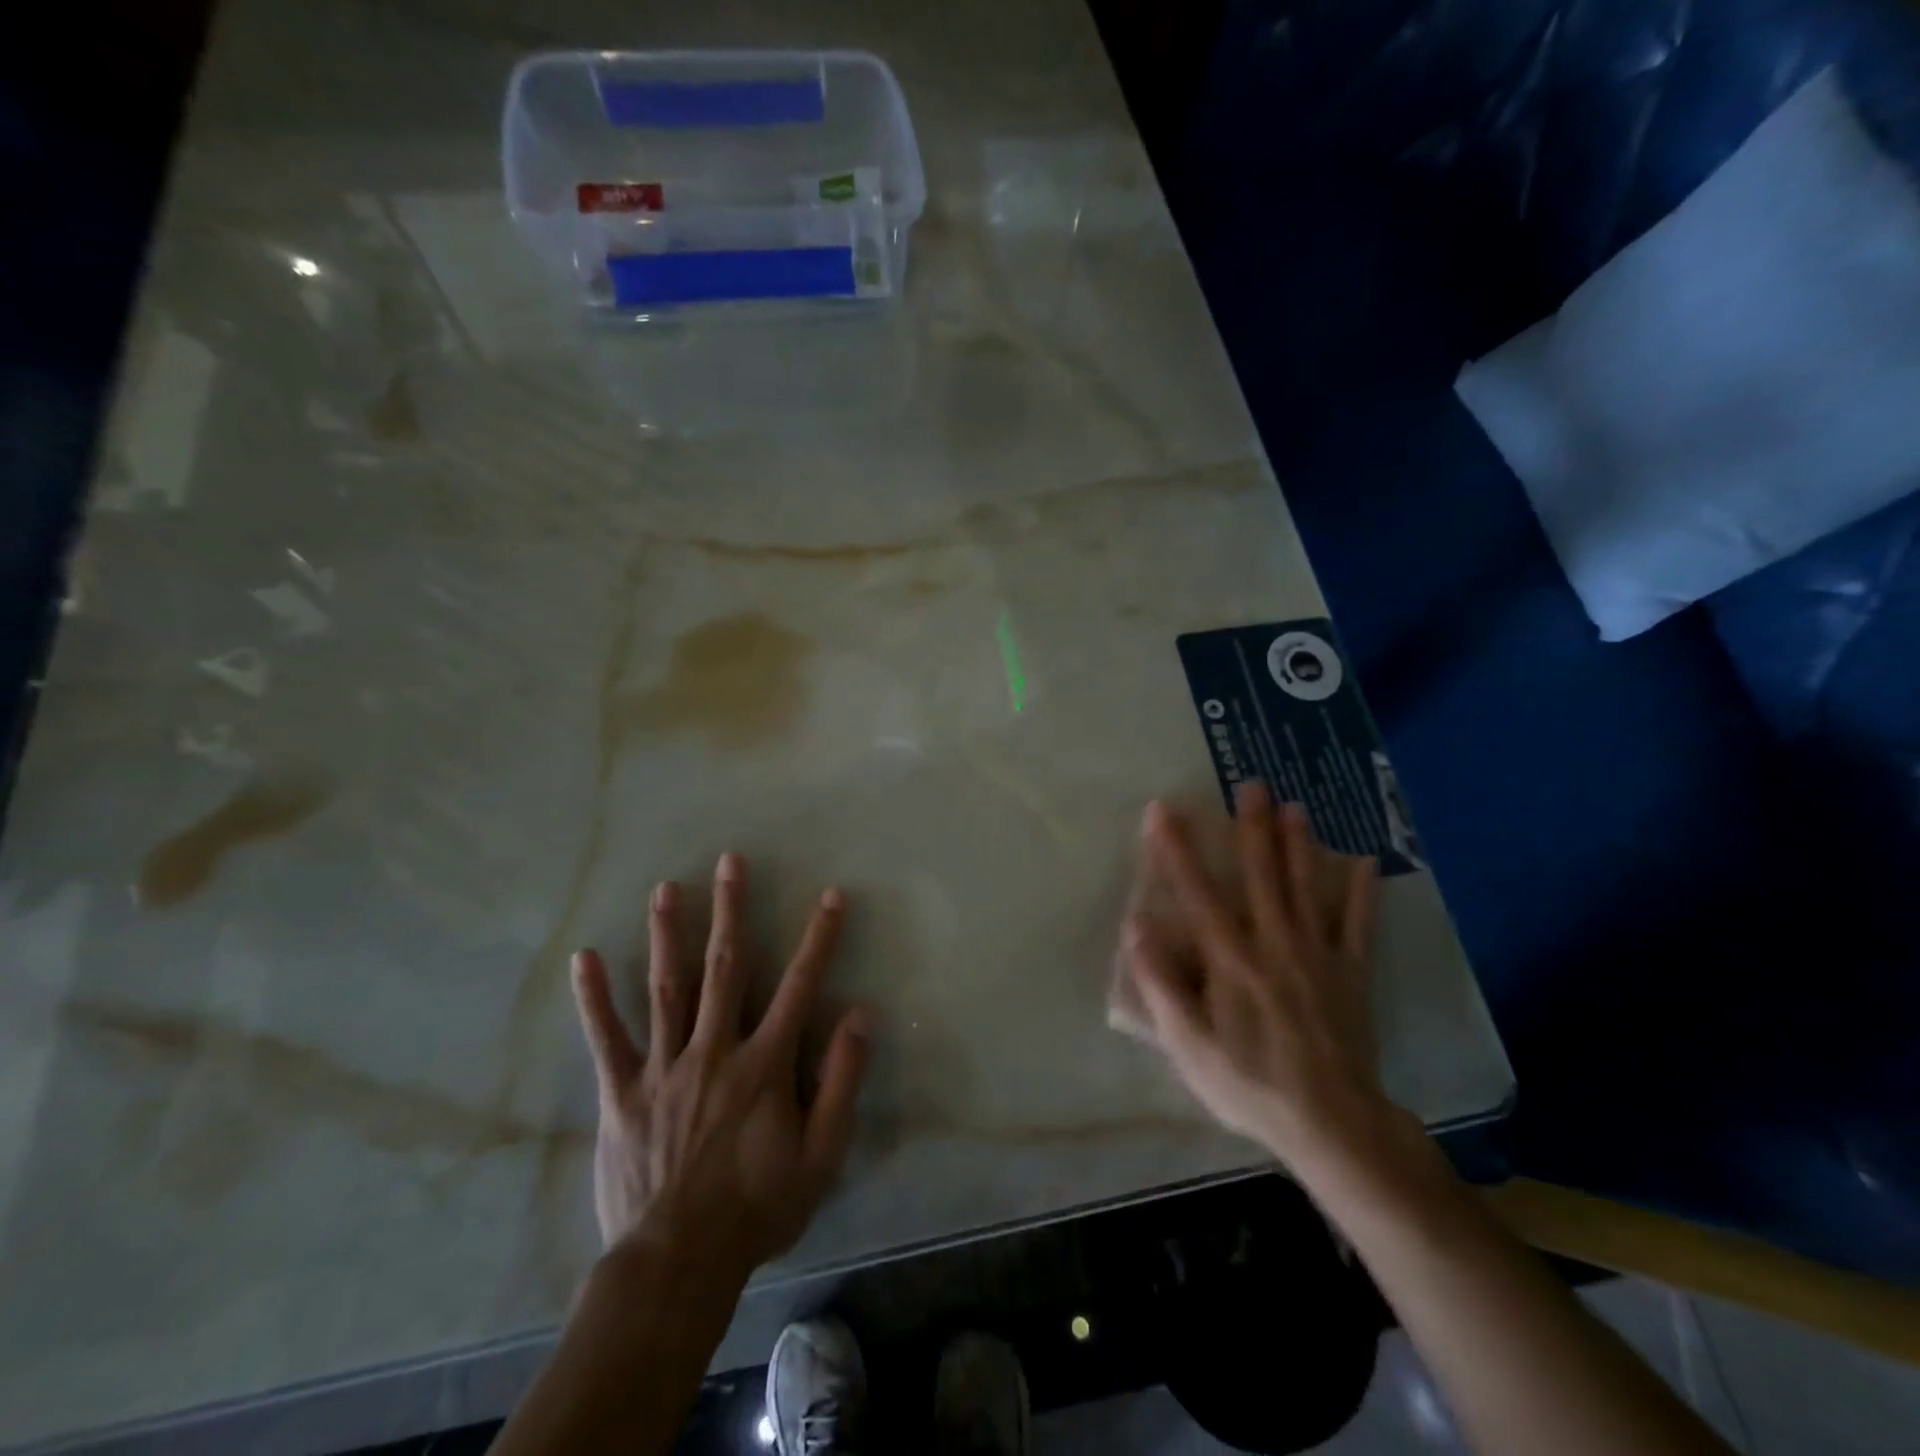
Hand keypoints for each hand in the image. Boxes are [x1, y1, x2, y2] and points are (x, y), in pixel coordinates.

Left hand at [569, 853, 869, 1282]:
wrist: (677, 1264)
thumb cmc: (757, 1208)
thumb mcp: (821, 1155)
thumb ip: (842, 1082)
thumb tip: (860, 1016)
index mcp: (765, 1063)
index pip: (799, 986)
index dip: (818, 938)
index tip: (830, 896)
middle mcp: (714, 1049)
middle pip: (725, 967)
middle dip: (730, 910)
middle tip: (729, 861)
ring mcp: (664, 1067)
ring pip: (666, 988)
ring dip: (668, 934)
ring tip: (665, 888)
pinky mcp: (622, 1093)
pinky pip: (607, 1038)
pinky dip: (595, 998)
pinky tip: (586, 958)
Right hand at [1123, 783, 1390, 1167]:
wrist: (1332, 1124)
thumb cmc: (1250, 1084)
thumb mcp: (1189, 1045)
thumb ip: (1162, 985)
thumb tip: (1137, 928)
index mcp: (1231, 959)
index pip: (1198, 892)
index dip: (1177, 849)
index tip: (1163, 810)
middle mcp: (1274, 943)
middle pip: (1261, 875)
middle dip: (1251, 827)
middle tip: (1250, 784)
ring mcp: (1318, 955)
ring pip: (1306, 888)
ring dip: (1298, 844)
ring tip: (1294, 805)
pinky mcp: (1351, 973)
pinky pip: (1359, 925)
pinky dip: (1362, 893)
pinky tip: (1365, 862)